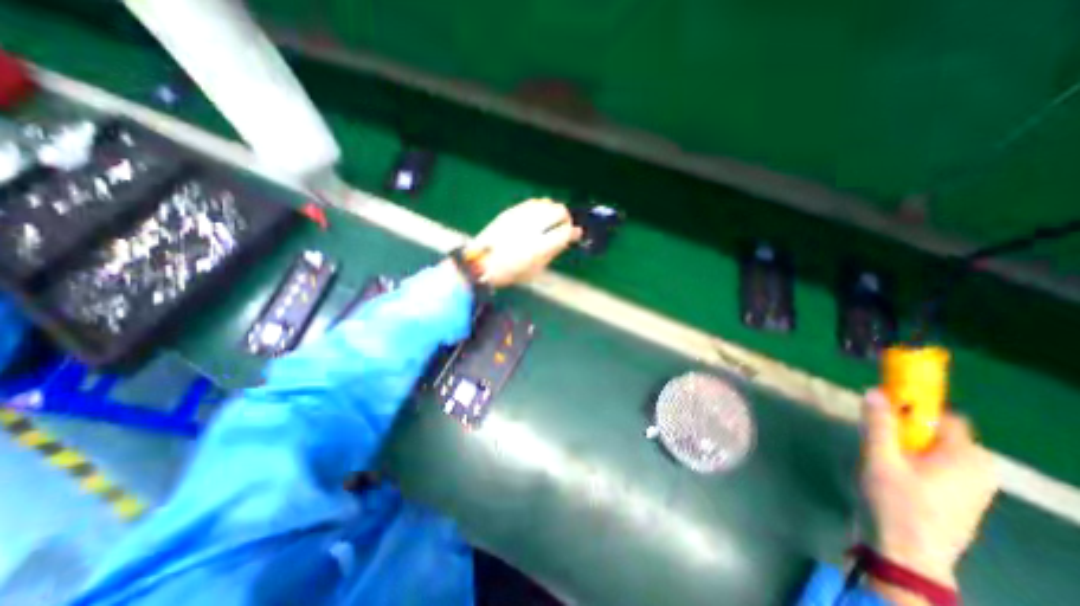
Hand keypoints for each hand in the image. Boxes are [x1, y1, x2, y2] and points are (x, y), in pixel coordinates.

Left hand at [464, 195, 582, 285]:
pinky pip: (533, 203)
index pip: (565, 231)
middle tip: (565, 226)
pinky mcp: (511, 211)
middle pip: (559, 211)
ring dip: (553, 211)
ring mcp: (520, 216)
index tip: (575, 234)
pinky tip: (539, 215)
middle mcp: (532, 227)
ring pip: (546, 203)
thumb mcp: (535, 270)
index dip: (574, 232)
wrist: (481, 263)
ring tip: (551, 221)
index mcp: (539, 246)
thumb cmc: (510, 273)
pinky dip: (541, 207)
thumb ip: (553, 252)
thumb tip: (567, 238)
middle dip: (566, 217)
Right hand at [856, 389, 999, 594]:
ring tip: (879, 456)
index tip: (884, 405)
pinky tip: (890, 471)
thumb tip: (875, 391)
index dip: (915, 406)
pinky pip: (935, 464)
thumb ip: (879, 424)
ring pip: (933, 449)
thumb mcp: (880, 458)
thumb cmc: (895, 502)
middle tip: (876, 437)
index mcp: (966, 458)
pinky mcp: (959, 499)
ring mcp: (971, 487)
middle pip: (938, 432)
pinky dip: (912, 459)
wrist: (905, 553)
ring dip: (905, 444)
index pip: (945, 416)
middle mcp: (978, 470)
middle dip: (905, 428)